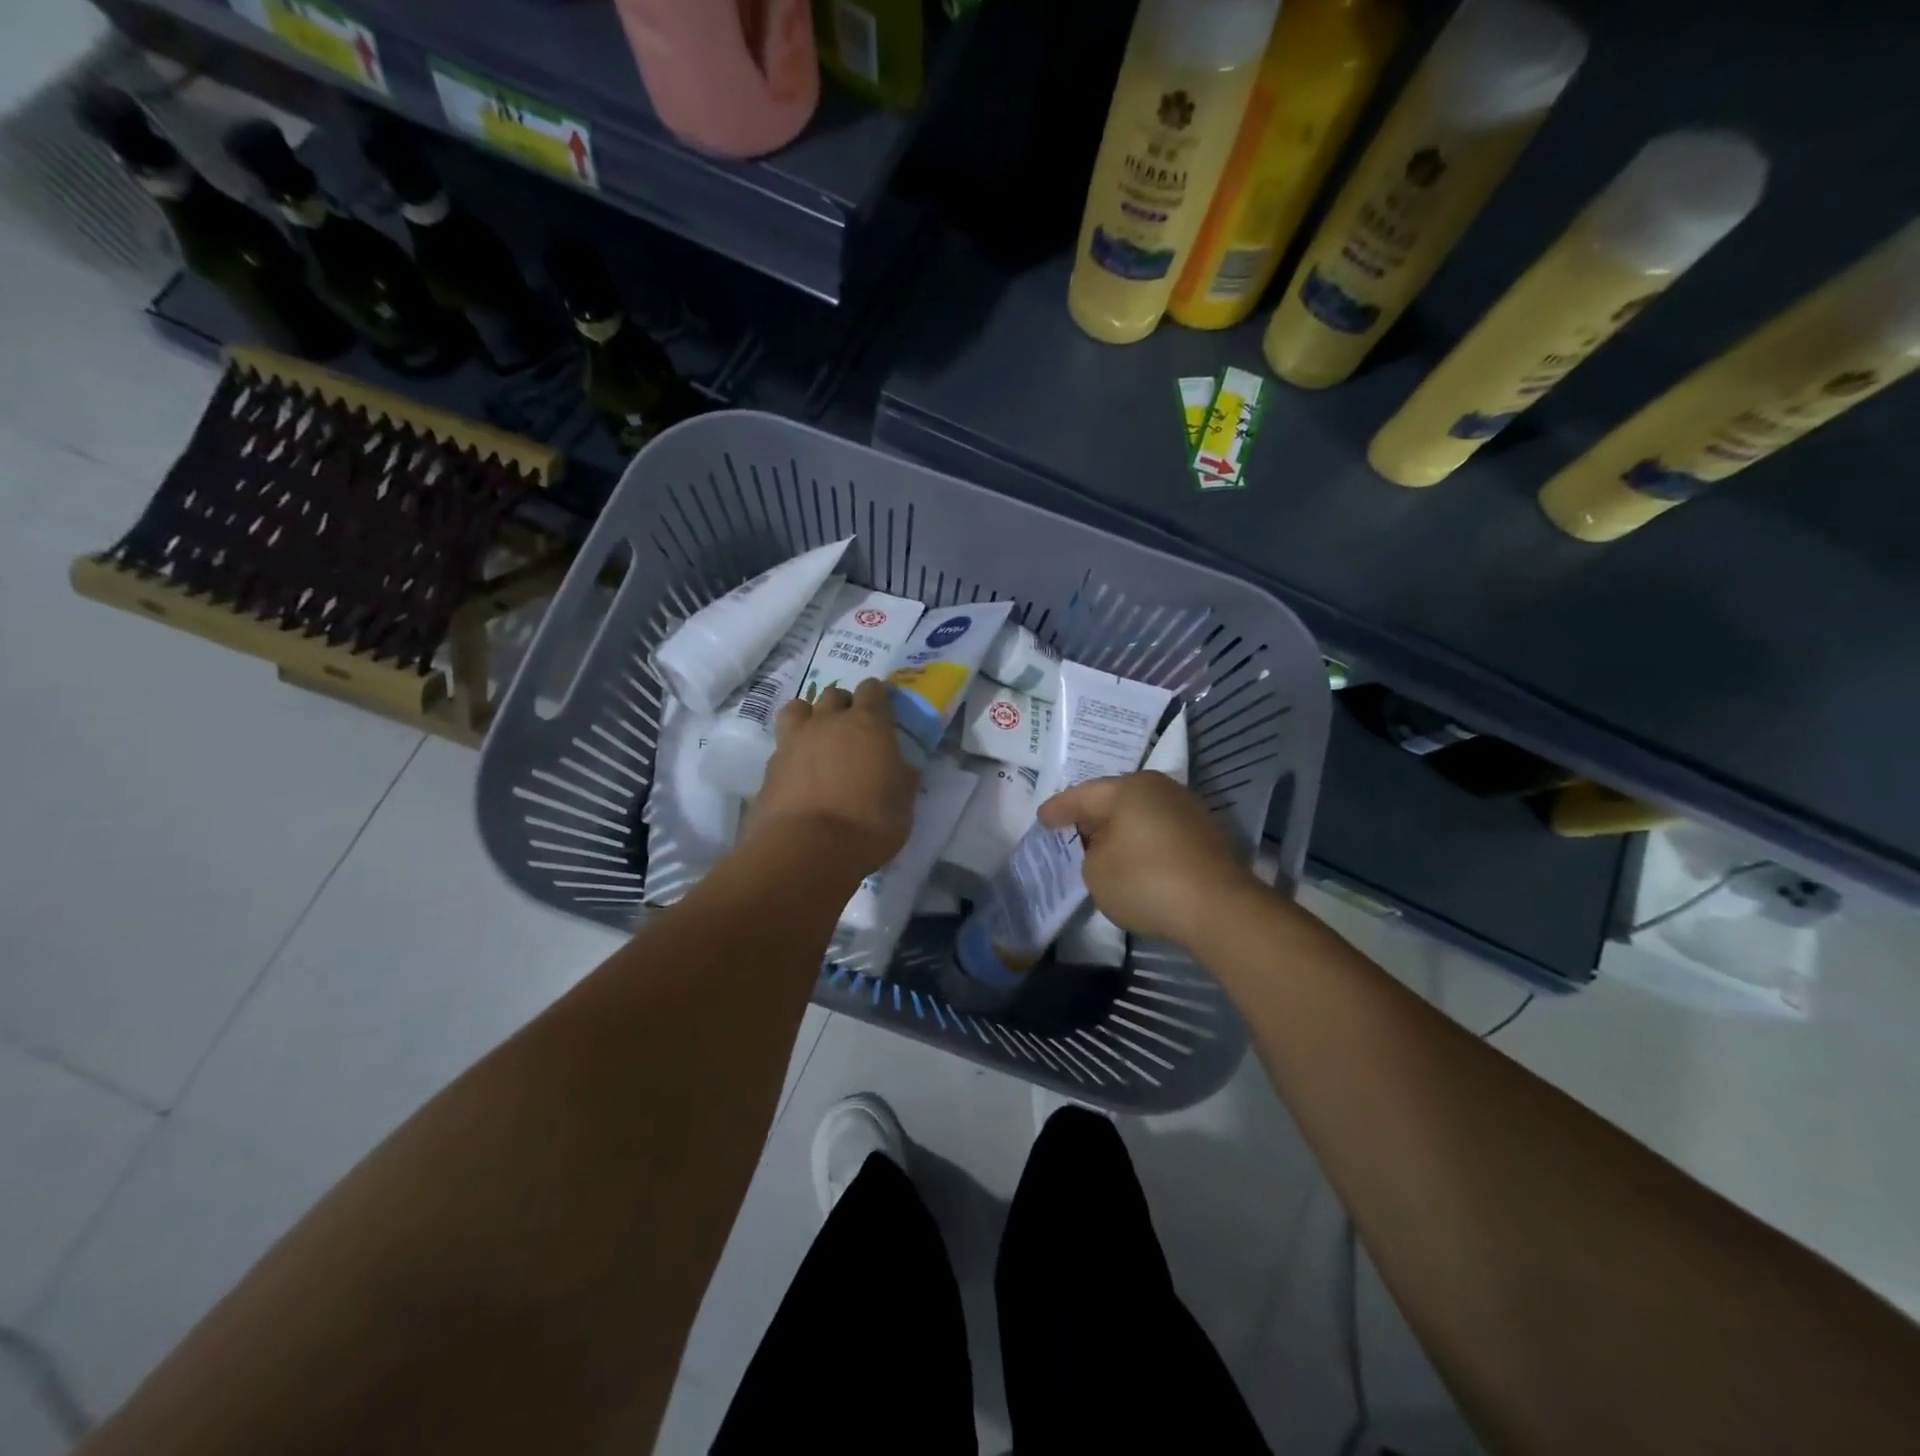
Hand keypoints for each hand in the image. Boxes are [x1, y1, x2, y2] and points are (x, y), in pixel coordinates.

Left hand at [748, 679, 917, 876]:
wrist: (808, 849)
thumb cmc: (870, 822)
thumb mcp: (903, 801)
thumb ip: (902, 776)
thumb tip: (901, 768)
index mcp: (868, 723)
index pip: (872, 690)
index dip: (878, 697)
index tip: (882, 711)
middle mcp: (828, 721)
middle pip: (834, 694)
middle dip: (844, 705)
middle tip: (852, 729)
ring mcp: (794, 740)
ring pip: (799, 708)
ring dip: (810, 716)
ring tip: (818, 738)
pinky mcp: (770, 765)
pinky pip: (782, 743)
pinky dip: (792, 749)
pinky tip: (799, 769)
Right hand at [1039, 771, 1262, 947]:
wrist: (1217, 908)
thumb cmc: (1145, 880)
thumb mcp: (1096, 870)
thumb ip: (1091, 852)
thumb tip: (1107, 847)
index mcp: (1130, 788)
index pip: (1083, 796)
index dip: (1059, 809)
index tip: (1042, 818)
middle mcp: (1161, 790)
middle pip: (1115, 800)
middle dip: (1091, 816)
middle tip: (1069, 828)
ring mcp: (1187, 811)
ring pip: (1140, 816)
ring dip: (1119, 831)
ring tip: (1098, 846)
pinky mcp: (1204, 837)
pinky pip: (1159, 833)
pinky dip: (1141, 843)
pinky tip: (1131, 859)